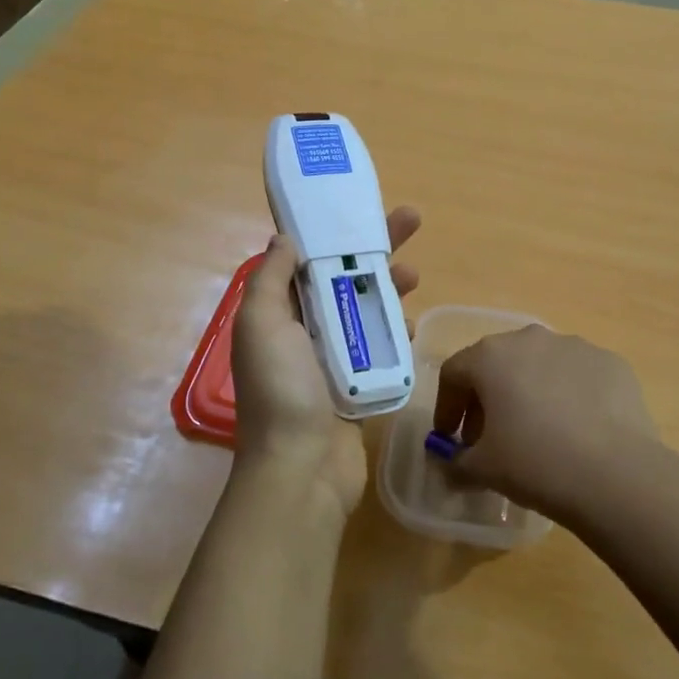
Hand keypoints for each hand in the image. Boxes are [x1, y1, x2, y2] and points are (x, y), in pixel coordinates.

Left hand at [231, 206, 420, 515]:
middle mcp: (303, 331)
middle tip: (411, 221)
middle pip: (342, 277)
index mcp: (278, 313)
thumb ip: (271, 279)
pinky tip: (411, 326)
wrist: (302, 470)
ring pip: (365, 310)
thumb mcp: (262, 324)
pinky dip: (395, 333)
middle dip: (374, 249)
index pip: (307, 259)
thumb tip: (285, 238)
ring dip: (389, 288)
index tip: (360, 208)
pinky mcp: (357, 384)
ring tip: (415, 275)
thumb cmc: (281, 390)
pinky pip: (379, 348)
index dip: (333, 231)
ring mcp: (331, 359)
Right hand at [432, 326, 663, 526]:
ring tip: (538, 434)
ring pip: (539, 366)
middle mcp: (530, 339)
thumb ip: (456, 463)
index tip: (451, 438)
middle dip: (488, 399)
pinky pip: (577, 376)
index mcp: (491, 356)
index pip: (454, 373)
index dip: (447, 407)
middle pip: (497, 364)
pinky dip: (569, 396)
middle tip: (491, 438)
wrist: (616, 473)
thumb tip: (452, 465)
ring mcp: (575, 346)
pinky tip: (577, 431)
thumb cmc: (535, 463)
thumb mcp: (482, 470)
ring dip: (530, 393)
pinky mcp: (611, 362)